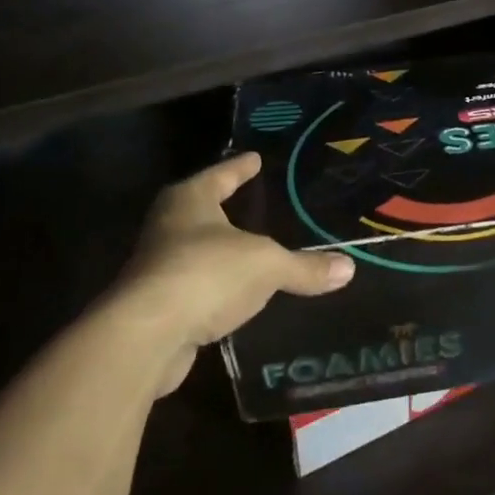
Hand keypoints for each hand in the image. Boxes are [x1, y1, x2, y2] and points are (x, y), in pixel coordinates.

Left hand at [108, 152, 353, 394]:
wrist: (146, 336)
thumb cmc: (207, 274)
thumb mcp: (267, 265)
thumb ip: (305, 267)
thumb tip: (348, 268)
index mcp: (190, 200)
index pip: (221, 174)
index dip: (240, 166)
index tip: (255, 158)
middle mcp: (167, 225)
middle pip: (201, 208)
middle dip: (224, 205)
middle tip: (252, 199)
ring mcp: (157, 265)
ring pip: (194, 248)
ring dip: (218, 249)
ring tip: (249, 248)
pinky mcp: (156, 305)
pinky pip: (195, 285)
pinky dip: (214, 285)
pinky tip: (234, 293)